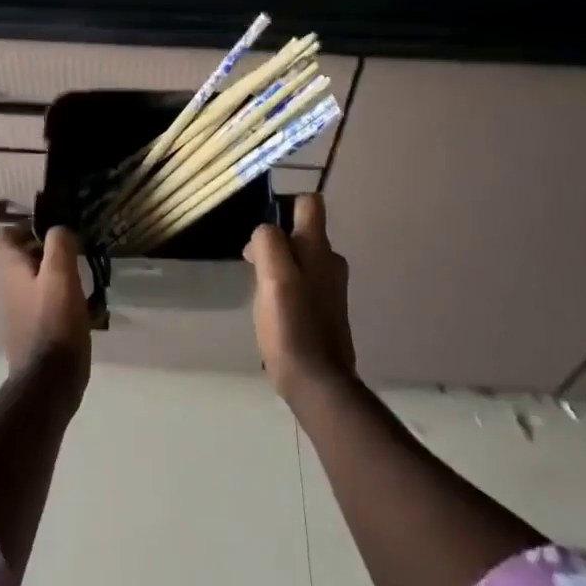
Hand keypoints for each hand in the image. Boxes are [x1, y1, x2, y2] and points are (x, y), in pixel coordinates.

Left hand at [0, 224, 92, 382]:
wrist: (49, 382)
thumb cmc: (54, 323)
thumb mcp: (61, 275)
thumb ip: (59, 244)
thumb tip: (59, 230)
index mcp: (10, 270)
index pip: (1, 237)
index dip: (23, 227)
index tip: (51, 230)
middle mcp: (8, 288)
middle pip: (19, 258)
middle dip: (45, 250)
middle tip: (73, 251)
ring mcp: (18, 312)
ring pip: (33, 280)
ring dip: (55, 274)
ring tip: (83, 276)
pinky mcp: (32, 331)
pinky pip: (43, 303)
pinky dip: (60, 298)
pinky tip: (83, 305)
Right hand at [245, 194, 353, 399]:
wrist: (317, 381)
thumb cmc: (291, 326)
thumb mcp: (273, 278)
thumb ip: (268, 244)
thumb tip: (264, 232)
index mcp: (319, 249)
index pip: (309, 204)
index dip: (285, 205)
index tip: (263, 229)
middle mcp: (330, 262)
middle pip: (303, 232)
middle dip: (277, 241)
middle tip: (254, 265)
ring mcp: (331, 287)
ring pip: (301, 258)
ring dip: (280, 265)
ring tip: (261, 289)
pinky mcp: (325, 309)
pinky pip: (303, 282)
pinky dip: (287, 286)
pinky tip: (274, 309)